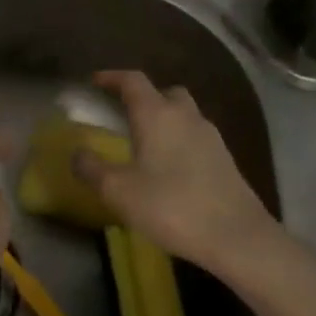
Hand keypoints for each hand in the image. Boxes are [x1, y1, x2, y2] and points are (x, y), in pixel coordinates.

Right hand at [74, 70, 286, 276]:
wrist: (238, 237)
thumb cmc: (171, 206)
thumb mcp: (118, 191)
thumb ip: (91, 169)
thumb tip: (77, 153)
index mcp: (156, 115)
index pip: (133, 81)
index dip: (112, 77)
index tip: (95, 81)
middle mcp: (185, 116)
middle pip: (165, 92)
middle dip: (144, 97)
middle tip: (125, 113)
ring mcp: (210, 137)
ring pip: (184, 114)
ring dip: (165, 119)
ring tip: (146, 142)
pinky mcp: (225, 160)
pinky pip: (196, 137)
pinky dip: (180, 141)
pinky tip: (170, 167)